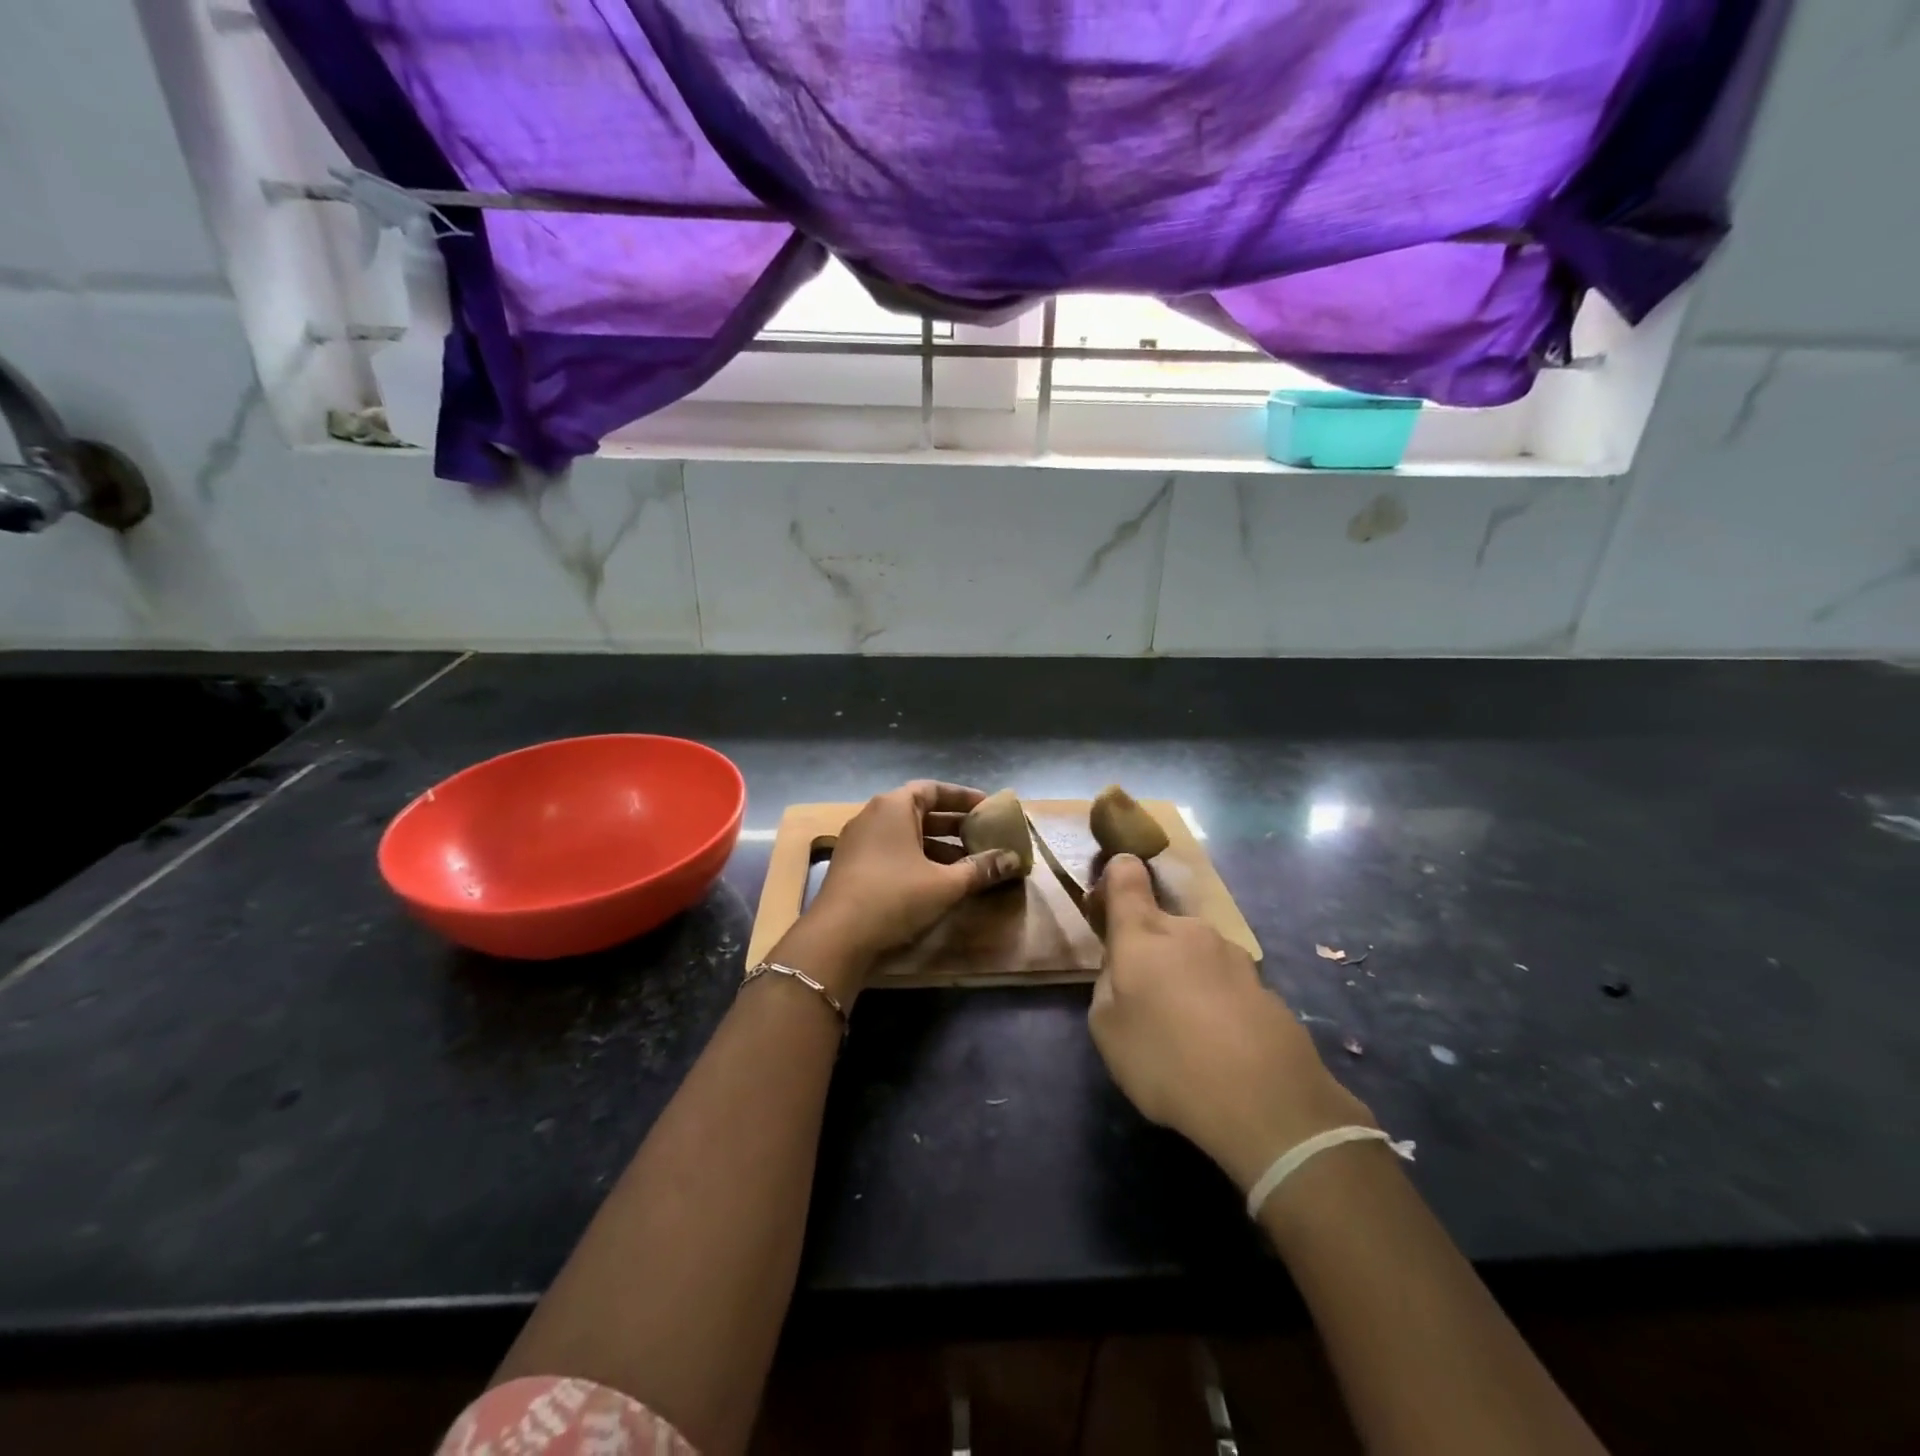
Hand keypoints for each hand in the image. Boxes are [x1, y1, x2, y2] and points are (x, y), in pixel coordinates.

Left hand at [780, 781, 1022, 994]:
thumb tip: (1013, 859)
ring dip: (938, 846)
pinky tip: (938, 882)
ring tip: (969, 863)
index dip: (963, 797)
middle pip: (920, 811)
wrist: (836, 938)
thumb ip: (980, 868)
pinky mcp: (853, 867)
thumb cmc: (894, 897)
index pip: (934, 789)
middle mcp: (873, 816)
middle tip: (984, 835)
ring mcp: (859, 841)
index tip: (988, 807)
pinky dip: (917, 860)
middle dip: (954, 825)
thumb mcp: (945, 884)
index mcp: (893, 806)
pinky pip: (892, 852)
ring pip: (906, 835)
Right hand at [1087, 855, 1374, 1191]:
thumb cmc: (1167, 1059)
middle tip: (1147, 1002)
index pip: (1126, 876)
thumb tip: (1122, 971)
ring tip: (1188, 1034)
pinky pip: (1226, 985)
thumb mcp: (1107, 1030)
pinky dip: (1217, 1005)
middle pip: (1161, 926)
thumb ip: (1107, 987)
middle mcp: (1189, 930)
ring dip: (1186, 979)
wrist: (1267, 1102)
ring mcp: (1233, 956)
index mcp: (1143, 934)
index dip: (1116, 876)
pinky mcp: (1266, 986)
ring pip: (1195, 956)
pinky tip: (1221, 1048)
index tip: (1109, 900)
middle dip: (1150, 953)